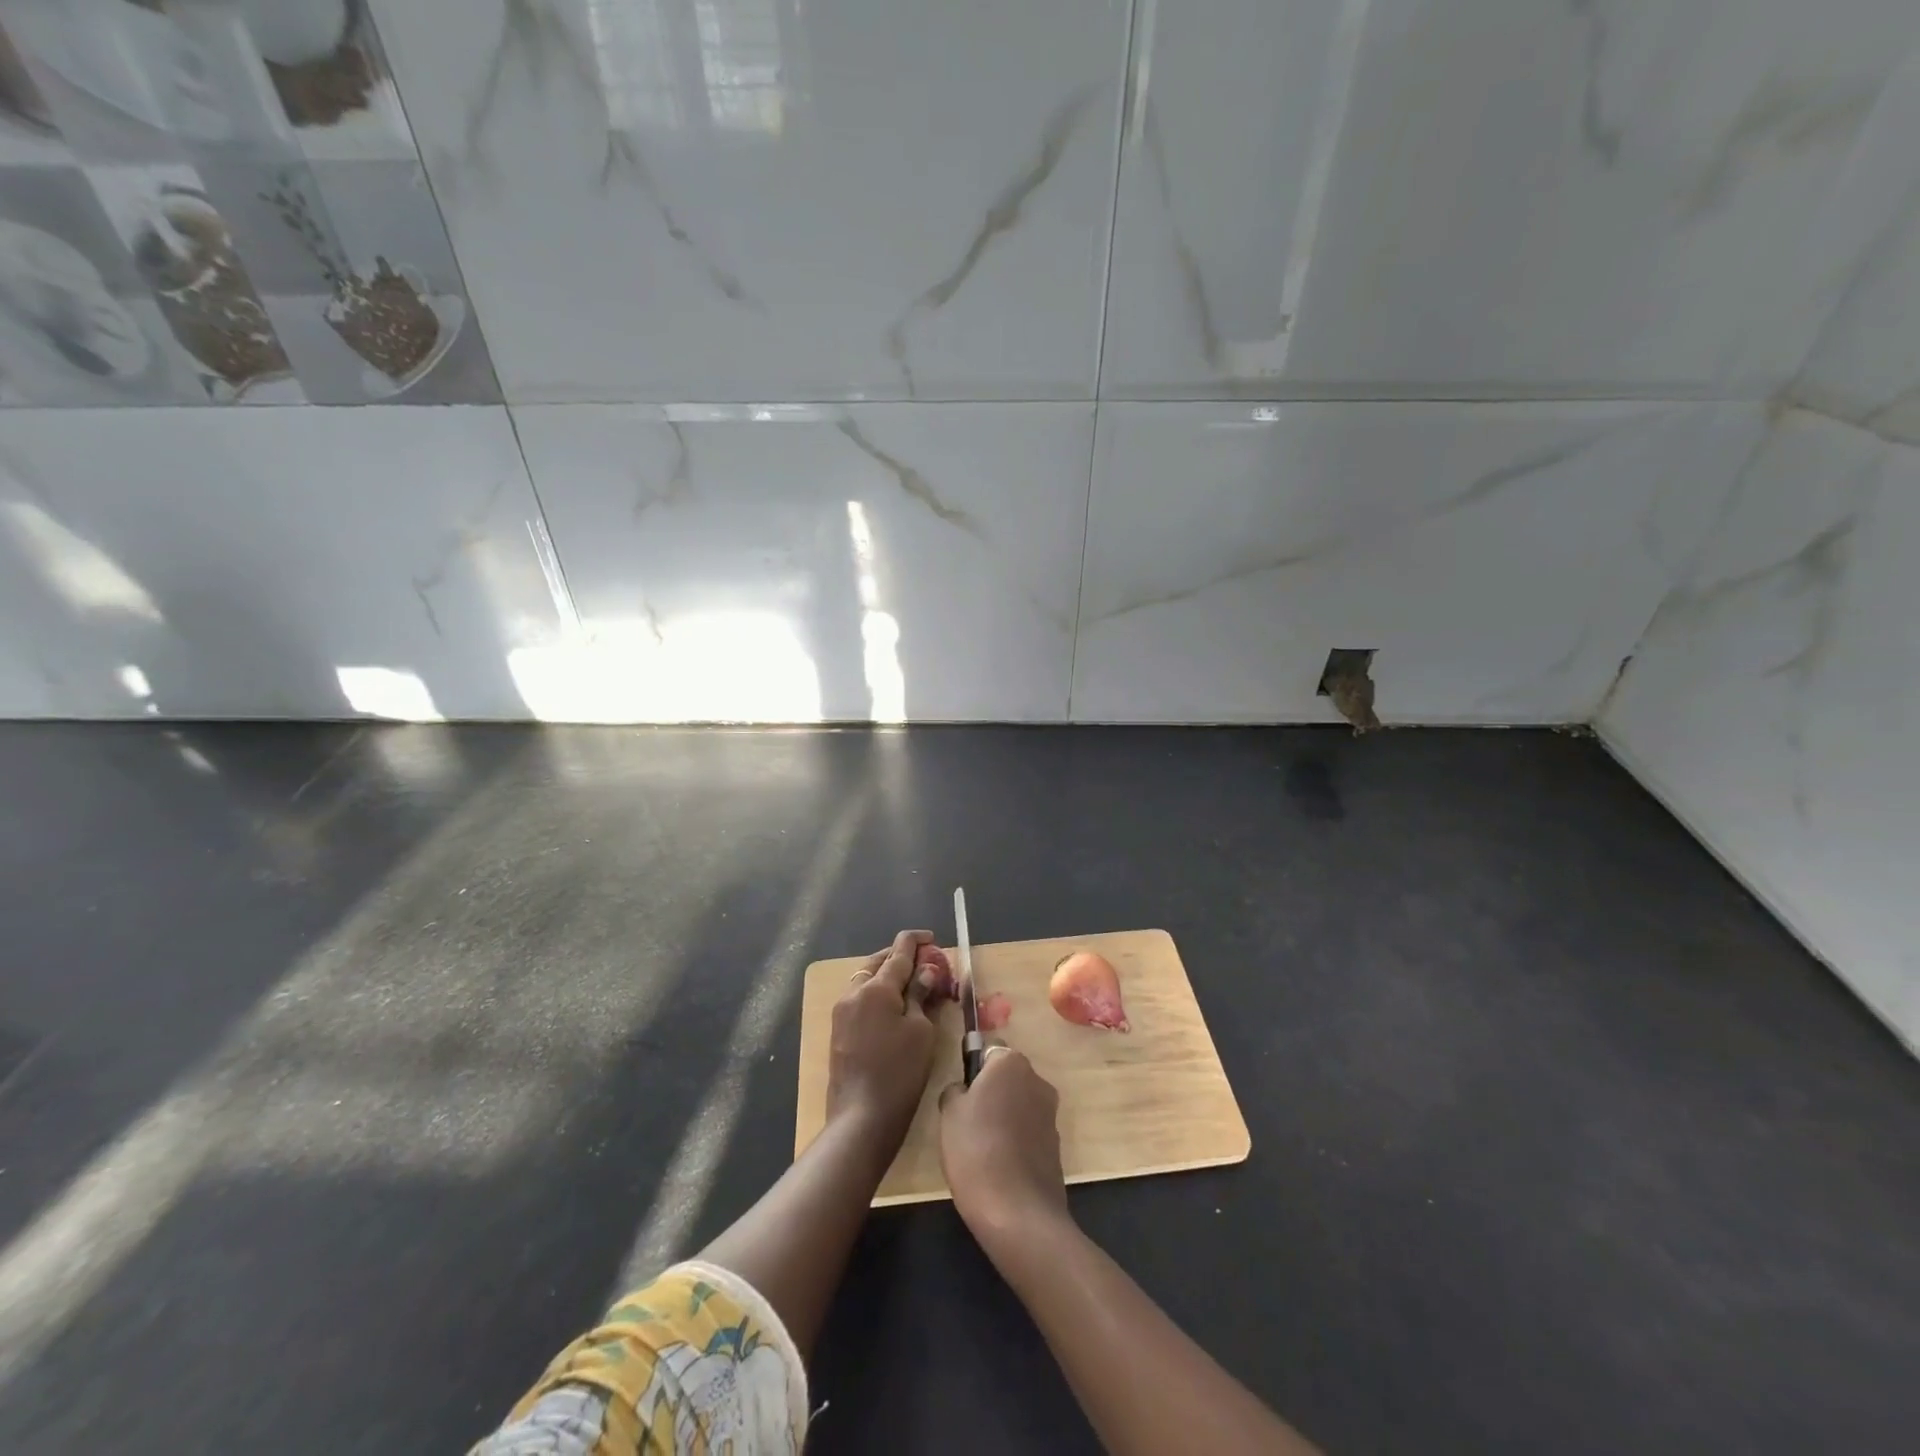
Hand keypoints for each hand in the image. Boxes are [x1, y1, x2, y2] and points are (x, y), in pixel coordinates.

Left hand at [826, 929, 938, 1146]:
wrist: (861, 1118)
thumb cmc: (899, 1072)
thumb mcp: (920, 1031)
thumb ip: (920, 995)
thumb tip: (924, 971)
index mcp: (876, 987)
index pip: (899, 952)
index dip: (917, 941)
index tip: (932, 938)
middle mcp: (854, 992)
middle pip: (880, 962)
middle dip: (902, 957)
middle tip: (927, 964)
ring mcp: (842, 1012)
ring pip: (868, 979)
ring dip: (889, 975)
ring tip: (914, 984)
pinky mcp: (839, 1030)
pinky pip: (861, 998)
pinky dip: (879, 993)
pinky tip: (896, 1006)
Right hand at [938, 1048, 1069, 1253]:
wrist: (1018, 1213)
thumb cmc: (976, 1150)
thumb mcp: (949, 1113)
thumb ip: (956, 1089)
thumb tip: (964, 1090)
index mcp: (1011, 1063)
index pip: (987, 1052)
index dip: (972, 1073)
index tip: (960, 1098)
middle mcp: (1037, 1080)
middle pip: (1006, 1078)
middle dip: (989, 1094)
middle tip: (966, 1124)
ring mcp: (1051, 1114)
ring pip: (1018, 1105)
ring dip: (1003, 1119)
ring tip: (981, 1151)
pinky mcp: (1056, 1146)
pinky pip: (1028, 1132)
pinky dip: (1016, 1142)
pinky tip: (999, 1167)